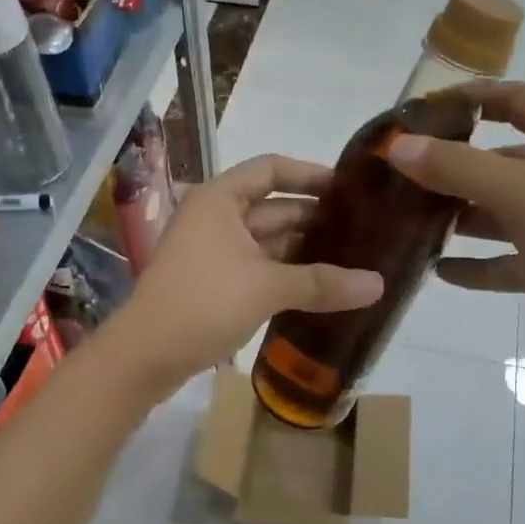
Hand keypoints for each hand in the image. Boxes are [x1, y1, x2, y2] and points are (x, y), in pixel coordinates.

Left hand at [109, 155, 382, 390]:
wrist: (145, 355)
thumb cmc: (203, 302)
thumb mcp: (267, 287)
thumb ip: (322, 283)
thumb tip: (380, 285)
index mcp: (220, 199)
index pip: (271, 169)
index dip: (310, 174)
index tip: (349, 189)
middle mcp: (215, 217)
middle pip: (273, 207)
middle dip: (315, 218)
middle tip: (364, 230)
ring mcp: (212, 251)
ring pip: (267, 241)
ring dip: (303, 250)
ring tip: (353, 259)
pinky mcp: (213, 282)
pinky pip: (258, 267)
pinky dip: (286, 273)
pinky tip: (321, 287)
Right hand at [384, 83, 524, 379]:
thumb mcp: (522, 191)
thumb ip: (456, 167)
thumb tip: (396, 145)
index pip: (518, 99)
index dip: (470, 98)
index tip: (418, 110)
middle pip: (507, 157)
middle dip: (457, 166)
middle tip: (403, 177)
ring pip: (509, 211)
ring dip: (466, 217)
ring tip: (413, 224)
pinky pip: (516, 259)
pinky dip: (482, 264)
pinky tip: (441, 273)